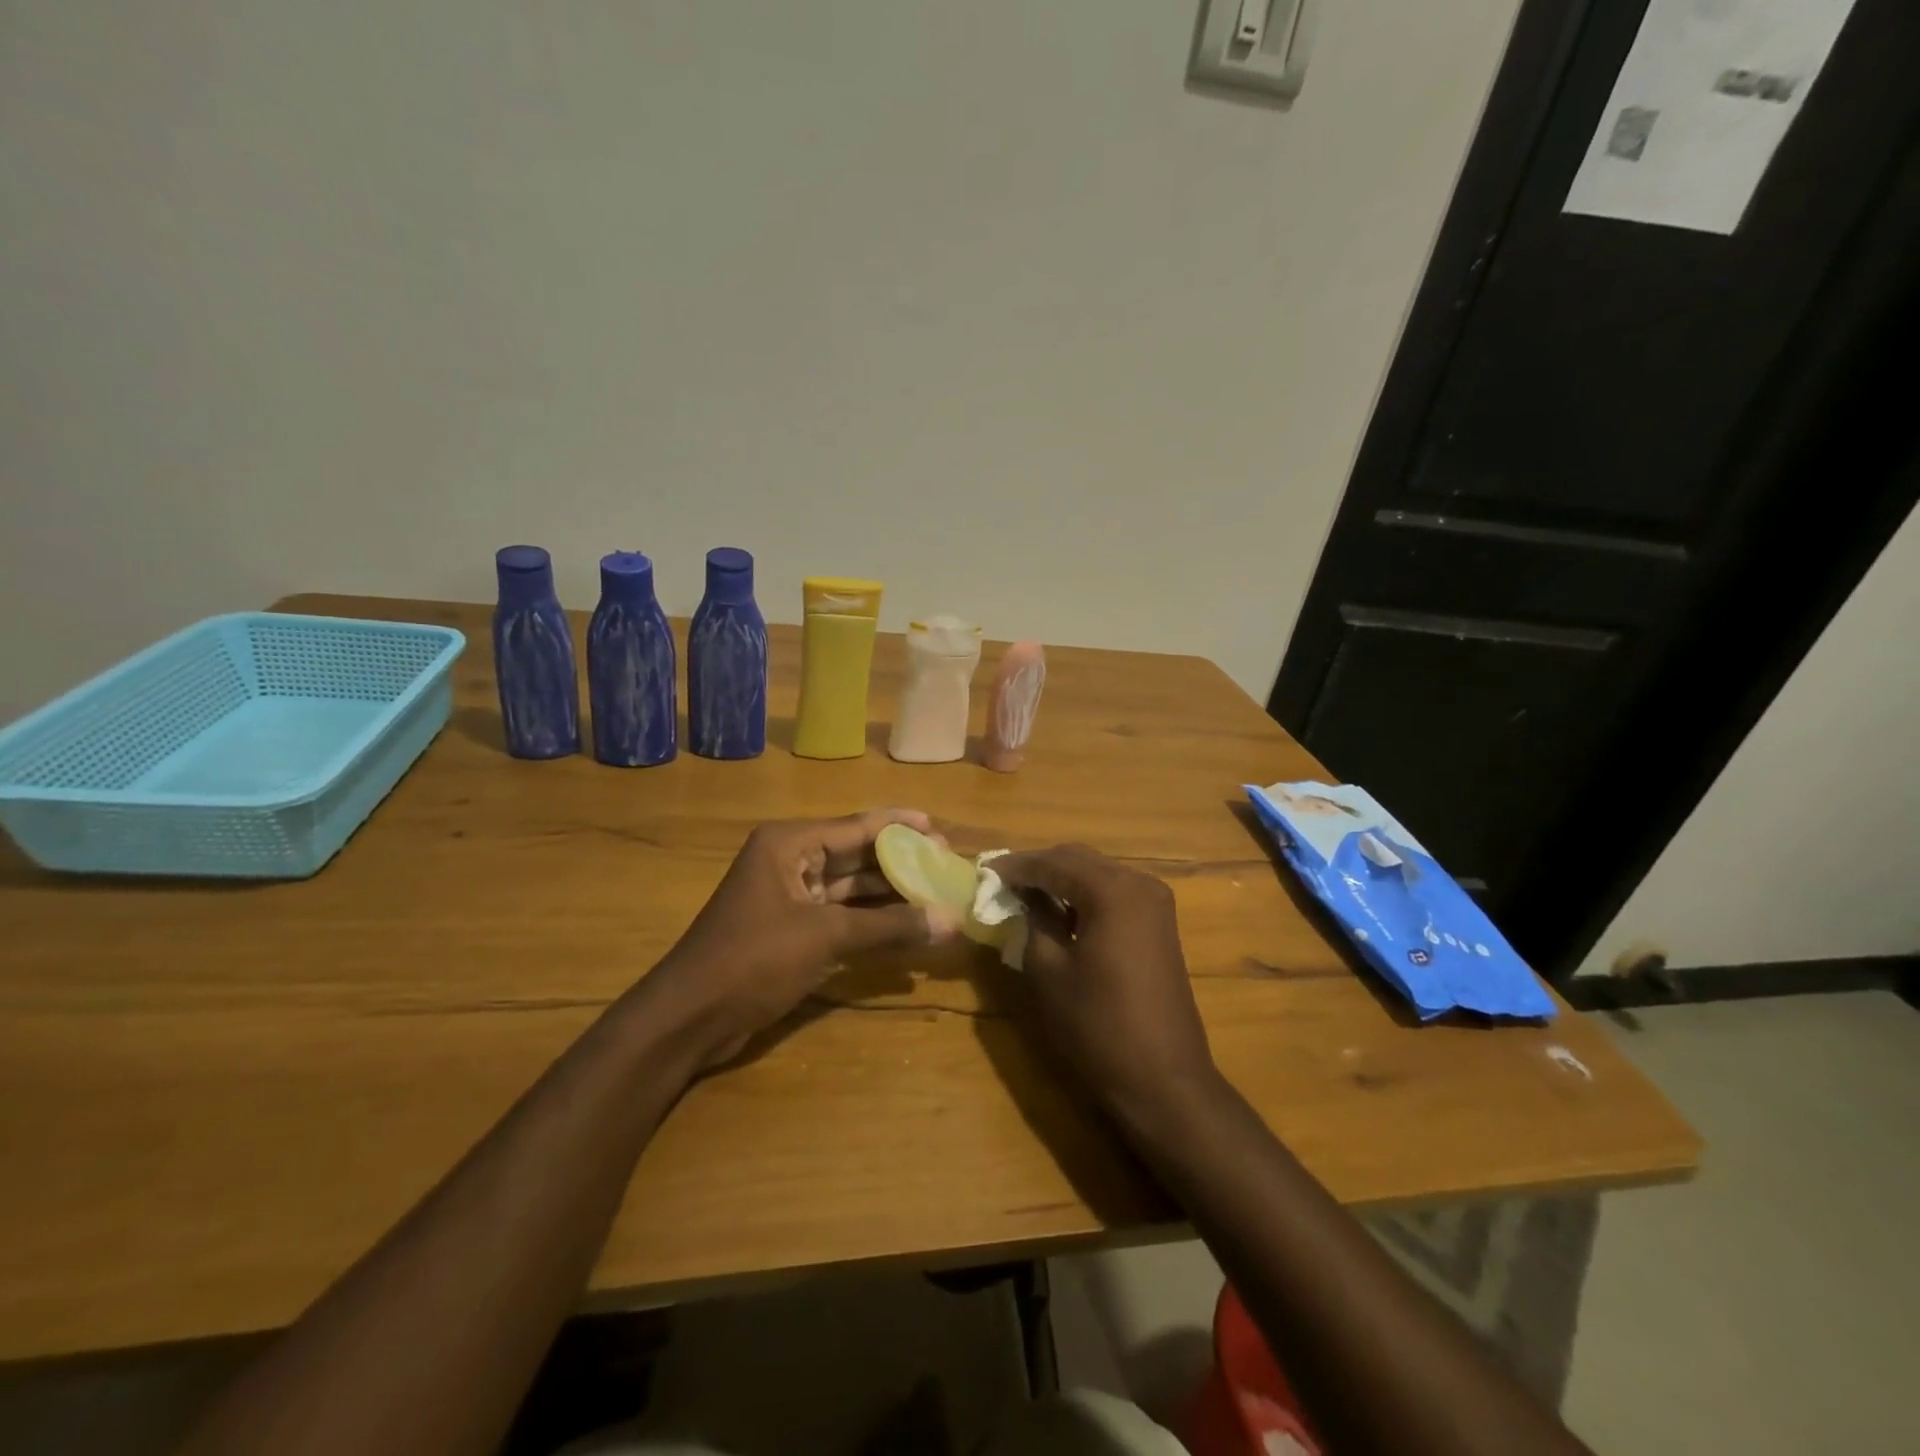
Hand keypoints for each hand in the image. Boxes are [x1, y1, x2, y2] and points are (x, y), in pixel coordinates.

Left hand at [644, 808, 950, 1069]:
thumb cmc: (753, 960)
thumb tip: (950, 920)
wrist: (689, 1018)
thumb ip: (889, 926)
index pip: (857, 825)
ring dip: (889, 893)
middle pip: (856, 854)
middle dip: (899, 861)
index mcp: (789, 844)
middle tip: (946, 865)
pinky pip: (840, 915)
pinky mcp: (790, 929)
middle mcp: (789, 861)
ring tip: (936, 894)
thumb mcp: (825, 937)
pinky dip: (871, 920)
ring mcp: (789, 897)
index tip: (940, 830)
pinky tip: (906, 926)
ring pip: (850, 887)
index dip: (900, 826)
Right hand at [993, 844, 1218, 1122]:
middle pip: (1079, 859)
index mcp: (1112, 890)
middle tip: (1003, 881)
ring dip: (1062, 878)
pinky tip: (1060, 910)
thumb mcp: (1050, 971)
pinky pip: (1114, 892)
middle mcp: (1139, 883)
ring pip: (1098, 873)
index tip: (985, 872)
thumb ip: (1035, 919)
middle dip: (1040, 866)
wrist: (1163, 1077)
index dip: (1017, 866)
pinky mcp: (1159, 923)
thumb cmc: (1098, 1025)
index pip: (1054, 862)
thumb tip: (1024, 894)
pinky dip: (1084, 894)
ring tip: (1025, 893)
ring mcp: (1155, 902)